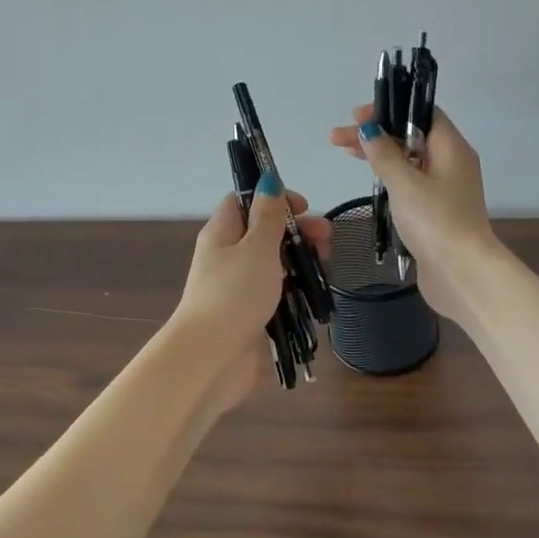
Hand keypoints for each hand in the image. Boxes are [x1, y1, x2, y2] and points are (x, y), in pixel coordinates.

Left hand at [168, 177, 331, 412]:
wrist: (212, 358)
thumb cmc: (234, 294)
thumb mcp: (256, 247)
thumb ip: (268, 216)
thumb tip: (268, 180)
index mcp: (222, 233)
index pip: (245, 201)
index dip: (274, 198)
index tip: (303, 208)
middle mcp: (227, 256)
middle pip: (265, 233)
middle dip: (298, 233)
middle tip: (327, 243)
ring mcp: (238, 287)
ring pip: (275, 264)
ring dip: (301, 262)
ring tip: (325, 270)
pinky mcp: (250, 315)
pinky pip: (276, 293)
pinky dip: (295, 290)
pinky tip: (315, 295)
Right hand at [329, 104, 494, 321]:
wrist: (461, 273)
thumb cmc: (435, 221)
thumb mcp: (405, 183)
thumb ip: (384, 154)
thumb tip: (369, 129)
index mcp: (452, 149)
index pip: (423, 114)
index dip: (391, 109)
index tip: (358, 116)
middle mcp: (452, 165)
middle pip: (412, 137)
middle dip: (376, 134)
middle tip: (339, 138)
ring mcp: (445, 191)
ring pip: (409, 162)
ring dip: (380, 156)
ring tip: (345, 154)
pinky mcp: (436, 213)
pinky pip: (411, 185)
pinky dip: (390, 179)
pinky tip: (370, 183)